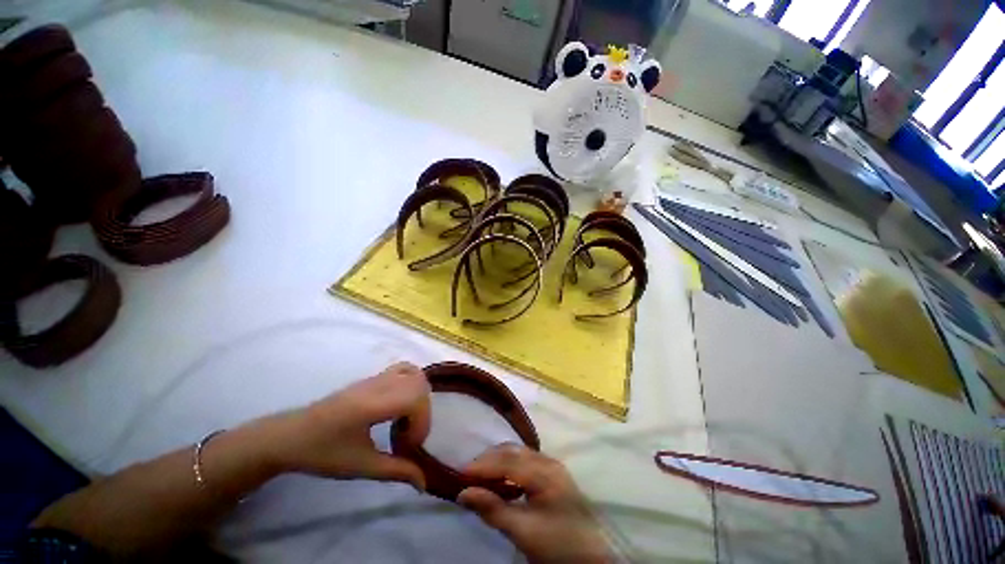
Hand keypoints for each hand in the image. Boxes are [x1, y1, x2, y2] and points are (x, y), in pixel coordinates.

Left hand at [261, 362, 431, 489]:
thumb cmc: (322, 453)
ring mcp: (376, 377)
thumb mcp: (361, 466)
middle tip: (407, 436)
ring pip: (414, 375)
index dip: (422, 423)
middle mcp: (379, 384)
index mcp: (373, 404)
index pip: (417, 398)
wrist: (290, 436)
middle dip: (422, 412)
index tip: (408, 447)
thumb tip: (424, 483)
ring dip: (419, 397)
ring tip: (406, 420)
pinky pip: (404, 370)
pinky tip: (401, 405)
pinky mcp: (373, 377)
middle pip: (420, 385)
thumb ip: (396, 471)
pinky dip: (412, 384)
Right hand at [458, 445, 615, 563]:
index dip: (483, 465)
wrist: (590, 557)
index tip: (460, 474)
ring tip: (480, 476)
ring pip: (519, 454)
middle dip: (489, 460)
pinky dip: (509, 466)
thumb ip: (492, 509)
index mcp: (545, 472)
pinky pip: (525, 461)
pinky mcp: (552, 474)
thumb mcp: (523, 531)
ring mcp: (552, 466)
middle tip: (468, 474)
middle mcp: (549, 461)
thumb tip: (463, 493)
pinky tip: (501, 479)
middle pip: (513, 452)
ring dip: (498, 461)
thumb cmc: (557, 546)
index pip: (508, 461)